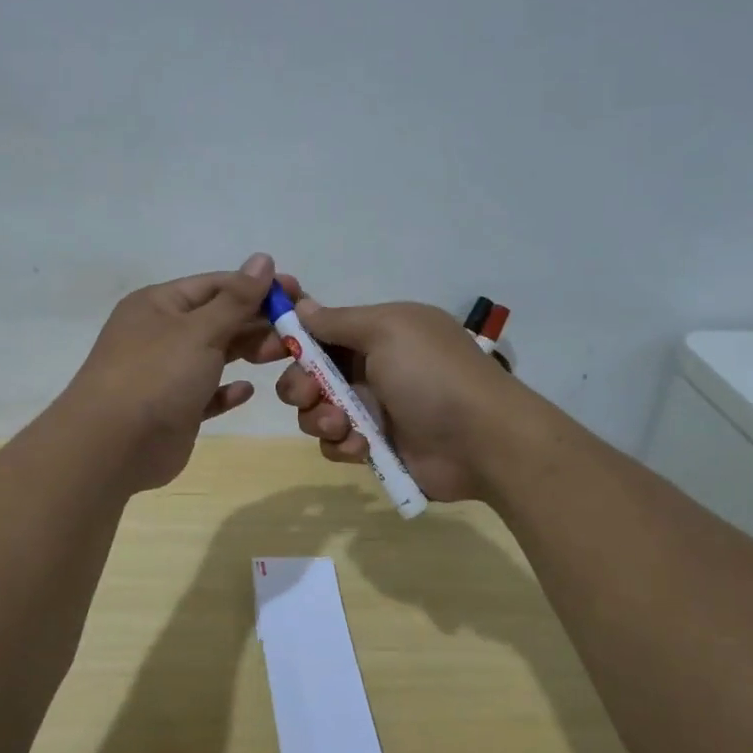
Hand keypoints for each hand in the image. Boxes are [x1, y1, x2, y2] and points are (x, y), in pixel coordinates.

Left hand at [63, 253, 285, 491]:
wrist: (112, 446)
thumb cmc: (157, 375)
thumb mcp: (199, 330)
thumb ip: (236, 299)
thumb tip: (263, 259)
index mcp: (159, 304)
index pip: (215, 285)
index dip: (256, 287)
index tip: (298, 293)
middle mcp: (161, 334)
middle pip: (218, 319)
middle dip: (257, 322)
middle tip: (299, 331)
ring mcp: (166, 373)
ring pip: (215, 355)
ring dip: (248, 352)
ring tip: (285, 355)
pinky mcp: (175, 409)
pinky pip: (207, 393)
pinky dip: (226, 390)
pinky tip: (247, 390)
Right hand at [273, 276, 522, 501]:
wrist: (482, 440)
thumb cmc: (431, 375)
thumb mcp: (387, 330)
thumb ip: (338, 321)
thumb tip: (300, 304)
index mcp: (377, 332)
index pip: (321, 330)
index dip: (292, 337)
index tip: (270, 347)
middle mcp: (371, 367)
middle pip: (309, 373)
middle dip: (300, 385)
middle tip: (310, 395)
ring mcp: (372, 409)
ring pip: (316, 412)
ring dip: (320, 418)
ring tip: (343, 426)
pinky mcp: (374, 446)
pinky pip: (336, 444)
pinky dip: (341, 445)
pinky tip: (362, 448)